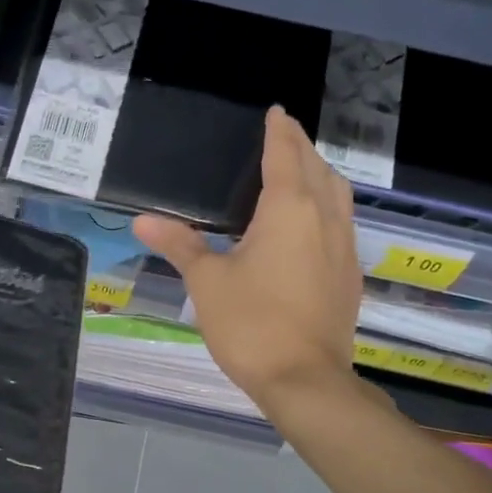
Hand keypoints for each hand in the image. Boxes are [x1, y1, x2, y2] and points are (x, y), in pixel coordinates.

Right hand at [134, 107, 361, 409]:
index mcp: (289, 210)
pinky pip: (342, 222)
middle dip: (301, 148)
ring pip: (338, 195)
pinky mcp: (349, 276)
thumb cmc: (251, 324)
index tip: (276, 112)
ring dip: (320, 174)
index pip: (285, 155)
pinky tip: (312, 223)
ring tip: (301, 170)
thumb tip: (142, 221)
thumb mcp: (207, 281)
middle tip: (284, 135)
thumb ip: (180, 244)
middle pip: (318, 169)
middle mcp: (324, 219)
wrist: (305, 380)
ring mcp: (344, 248)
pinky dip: (328, 205)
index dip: (279, 132)